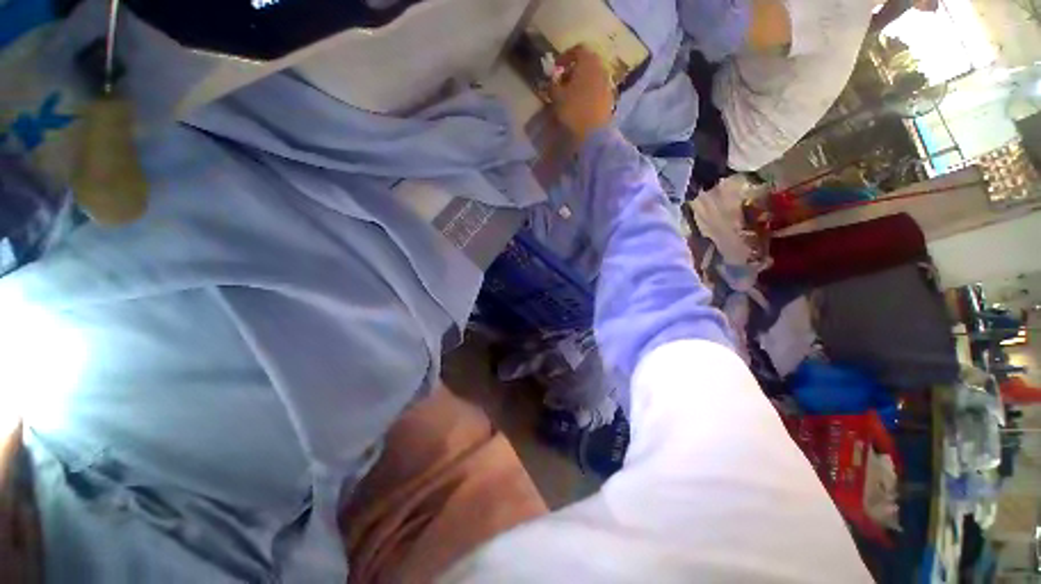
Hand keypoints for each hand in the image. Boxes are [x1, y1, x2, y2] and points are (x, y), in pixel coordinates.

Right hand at [549, 45, 614, 144]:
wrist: (594, 133)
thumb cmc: (574, 110)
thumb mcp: (557, 96)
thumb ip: (553, 85)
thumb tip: (553, 81)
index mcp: (588, 61)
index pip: (578, 50)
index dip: (565, 57)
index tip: (556, 67)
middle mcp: (601, 68)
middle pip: (587, 63)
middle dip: (574, 70)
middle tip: (563, 81)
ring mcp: (607, 83)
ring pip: (593, 76)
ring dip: (582, 82)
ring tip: (571, 95)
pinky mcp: (610, 99)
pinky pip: (597, 89)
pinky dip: (588, 92)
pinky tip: (581, 104)